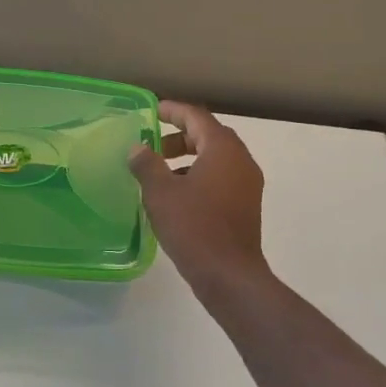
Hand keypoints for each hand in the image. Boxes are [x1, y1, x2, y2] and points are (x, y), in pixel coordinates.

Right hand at [129, 101, 270, 292]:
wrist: (230, 276)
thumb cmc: (194, 227)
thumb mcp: (161, 193)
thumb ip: (147, 164)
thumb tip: (138, 148)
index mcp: (222, 149)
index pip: (196, 117)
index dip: (172, 111)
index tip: (151, 111)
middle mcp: (241, 160)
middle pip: (208, 135)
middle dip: (179, 136)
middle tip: (152, 146)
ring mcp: (247, 184)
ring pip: (216, 158)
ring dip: (188, 157)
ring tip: (160, 173)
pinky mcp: (246, 205)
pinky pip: (221, 178)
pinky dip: (199, 176)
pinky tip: (177, 197)